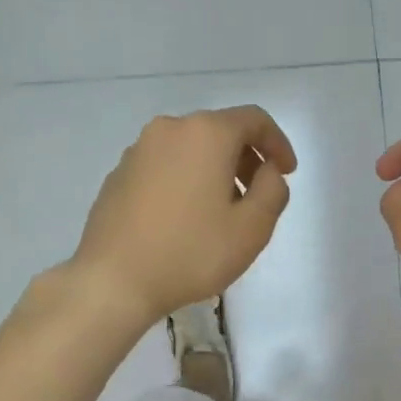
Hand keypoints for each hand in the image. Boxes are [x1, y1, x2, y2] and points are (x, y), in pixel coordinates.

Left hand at [71, 106, 296, 324]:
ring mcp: (138, 151)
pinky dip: (186, 181)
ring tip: (222, 213)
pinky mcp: (119, 174)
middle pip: (220, 131)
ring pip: (191, 149)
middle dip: (246, 158)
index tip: (286, 173)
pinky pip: (165, 167)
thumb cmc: (192, 252)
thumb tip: (267, 171)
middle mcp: (170, 130)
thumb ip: (273, 190)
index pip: (254, 120)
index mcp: (206, 134)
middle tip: (258, 196)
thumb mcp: (252, 228)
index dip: (278, 143)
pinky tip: (186, 220)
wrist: (113, 280)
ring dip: (215, 171)